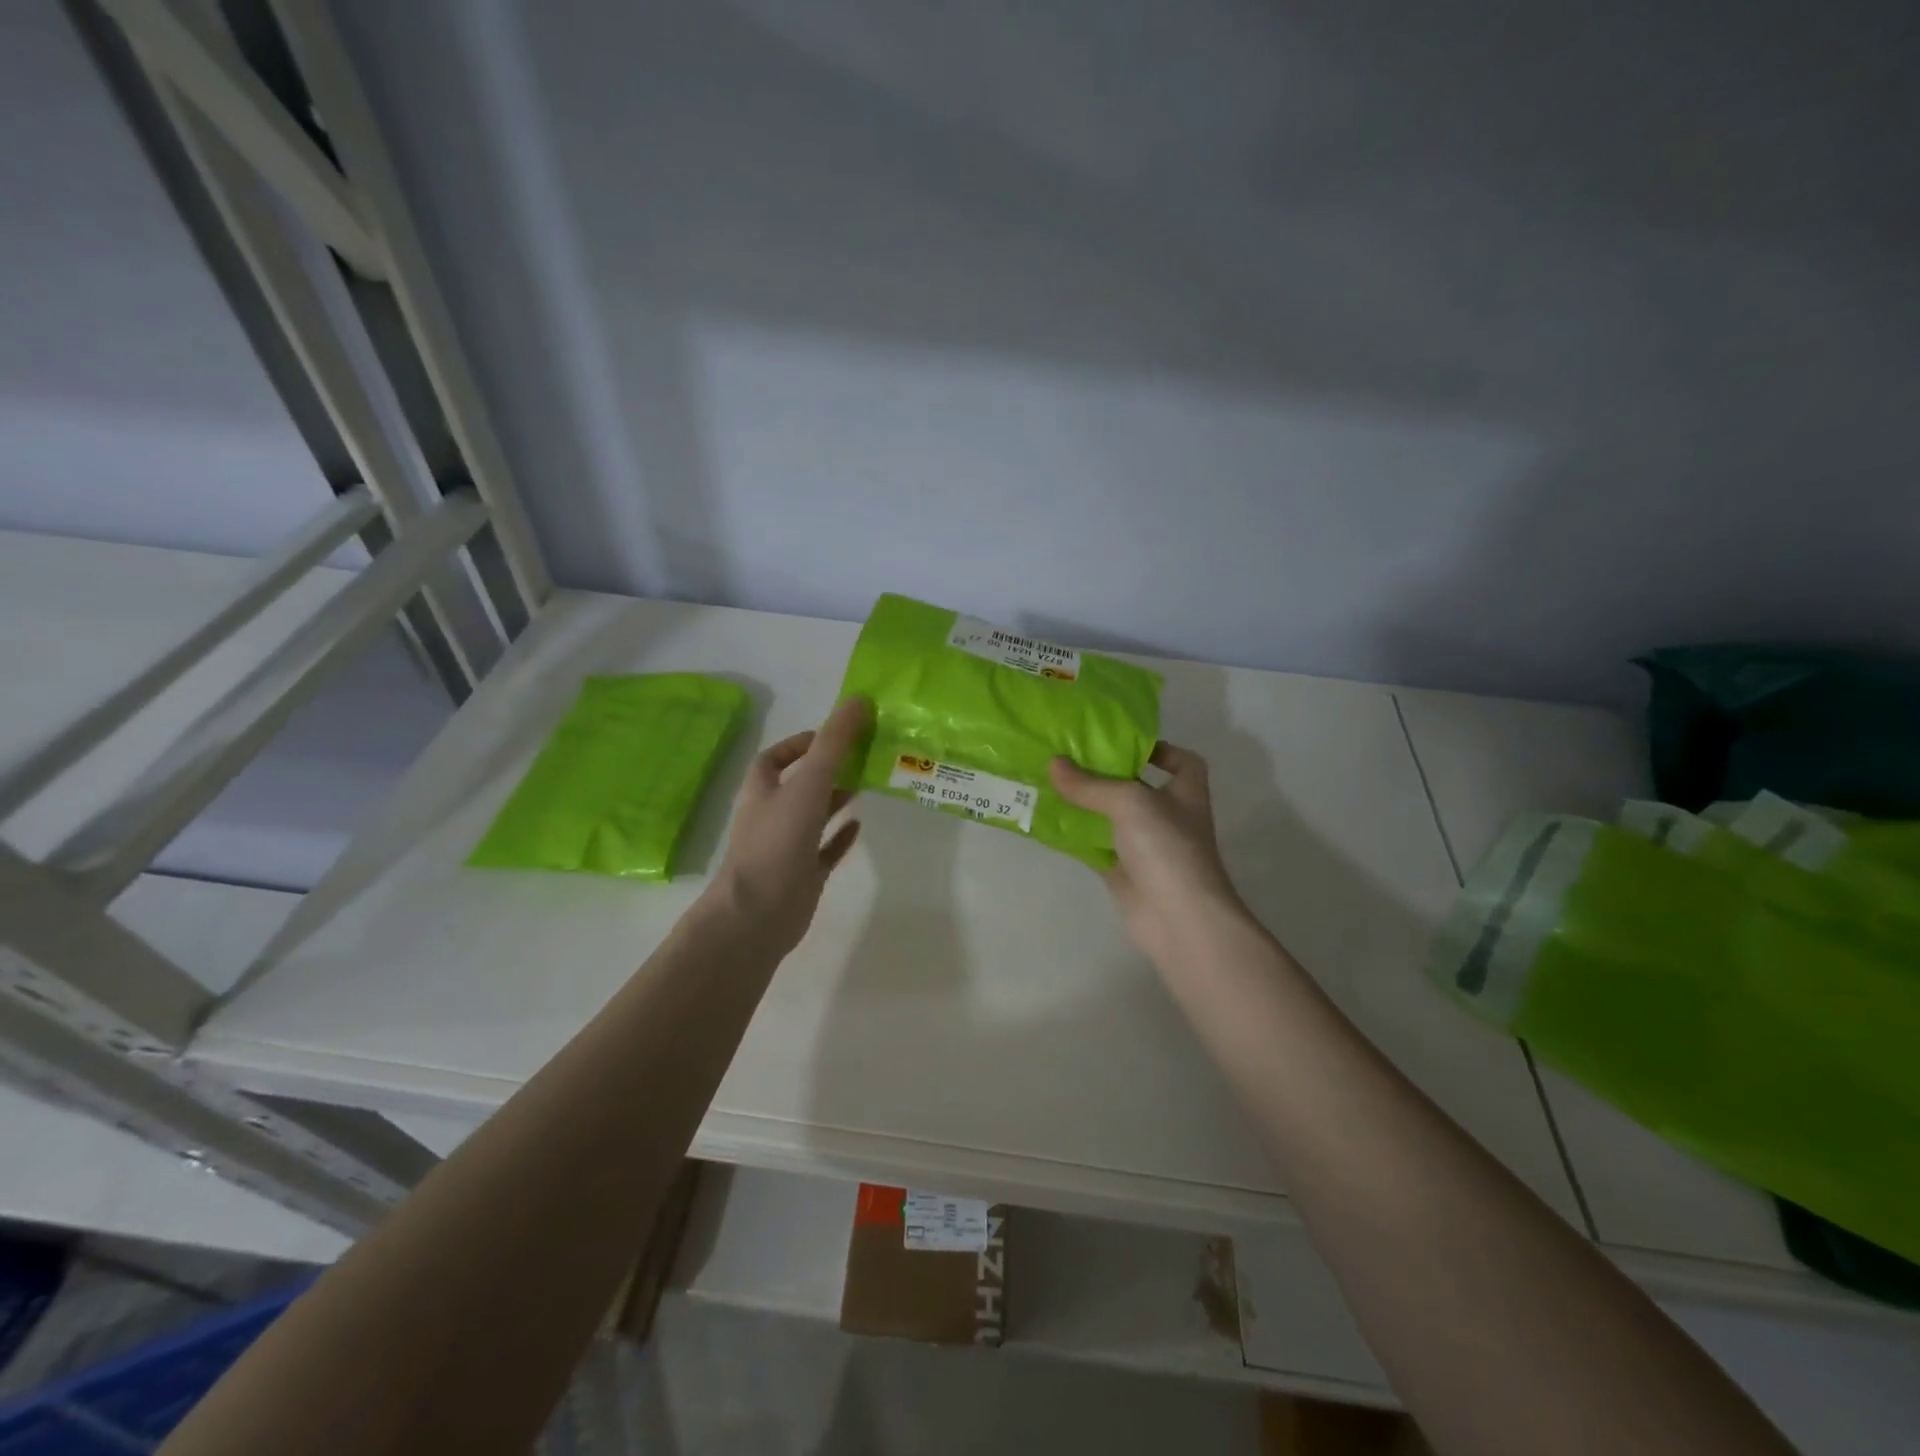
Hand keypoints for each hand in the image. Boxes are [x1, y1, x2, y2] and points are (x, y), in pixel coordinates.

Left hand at [708, 696, 870, 955]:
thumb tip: (858, 700)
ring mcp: (786, 848)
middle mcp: (771, 816)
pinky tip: (860, 826)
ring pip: (812, 816)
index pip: (774, 758)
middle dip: (826, 770)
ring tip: (868, 784)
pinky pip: (824, 850)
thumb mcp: (809, 782)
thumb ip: (834, 742)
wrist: (758, 914)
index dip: (799, 744)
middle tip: (862, 757)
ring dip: (835, 800)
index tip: (832, 736)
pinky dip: (840, 836)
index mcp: (762, 791)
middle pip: (798, 785)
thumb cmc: (778, 840)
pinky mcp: (802, 875)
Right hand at [1050, 742, 1247, 968]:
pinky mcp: (1122, 870)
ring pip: (1110, 816)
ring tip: (1049, 781)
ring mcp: (1144, 846)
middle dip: (1106, 772)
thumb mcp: (1130, 802)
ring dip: (1084, 803)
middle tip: (1068, 755)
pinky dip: (1074, 835)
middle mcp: (1167, 816)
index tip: (1122, 742)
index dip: (1158, 749)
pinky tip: (1047, 820)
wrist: (1178, 919)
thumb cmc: (1167, 848)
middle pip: (1136, 786)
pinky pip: (1094, 845)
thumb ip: (1091, 784)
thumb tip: (1053, 764)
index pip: (1181, 761)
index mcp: (1185, 792)